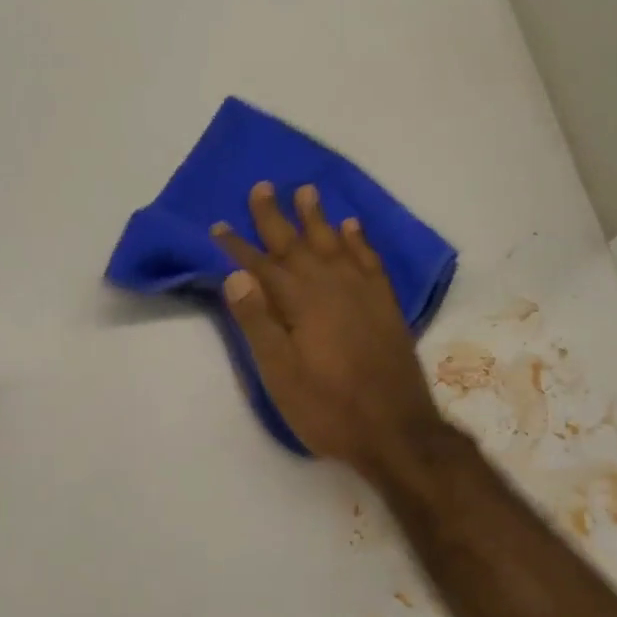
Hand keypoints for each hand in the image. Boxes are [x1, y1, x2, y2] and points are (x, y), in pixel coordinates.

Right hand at [213, 183, 447, 473]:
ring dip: (318, 217)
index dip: (238, 246)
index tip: (219, 225)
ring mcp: (363, 293)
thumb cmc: (328, 408)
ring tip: (307, 190)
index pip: (261, 266)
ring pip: (335, 243)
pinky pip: (370, 259)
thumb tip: (235, 276)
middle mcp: (332, 286)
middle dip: (276, 216)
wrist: (396, 430)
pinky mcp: (385, 304)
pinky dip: (359, 240)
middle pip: (298, 244)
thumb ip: (258, 323)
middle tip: (262, 186)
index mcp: (301, 303)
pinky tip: (353, 227)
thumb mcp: (281, 375)